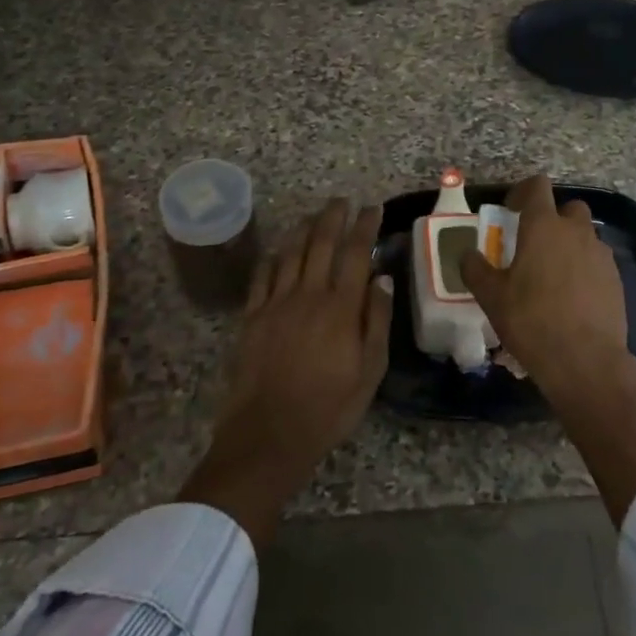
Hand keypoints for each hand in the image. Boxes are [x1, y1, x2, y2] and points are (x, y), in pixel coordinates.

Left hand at [178, 198, 391, 547]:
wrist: (268, 435)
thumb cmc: (329, 408)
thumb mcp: (370, 371)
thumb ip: (377, 321)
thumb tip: (382, 278)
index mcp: (340, 307)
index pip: (356, 253)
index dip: (365, 226)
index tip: (373, 209)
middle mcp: (307, 295)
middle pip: (321, 243)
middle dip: (333, 217)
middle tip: (342, 201)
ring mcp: (275, 304)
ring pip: (290, 253)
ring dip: (303, 229)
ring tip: (314, 215)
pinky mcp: (252, 317)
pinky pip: (262, 276)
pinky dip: (273, 257)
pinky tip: (278, 250)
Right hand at [460, 174, 632, 407]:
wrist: (586, 361)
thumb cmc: (532, 321)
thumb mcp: (491, 297)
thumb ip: (475, 269)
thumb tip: (467, 254)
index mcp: (544, 226)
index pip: (537, 186)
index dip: (522, 192)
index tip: (510, 212)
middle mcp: (576, 231)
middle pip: (568, 208)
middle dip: (552, 219)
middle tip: (533, 245)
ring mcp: (600, 254)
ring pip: (584, 236)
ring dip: (569, 245)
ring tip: (552, 276)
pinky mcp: (616, 279)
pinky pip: (596, 261)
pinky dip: (584, 269)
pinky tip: (571, 298)